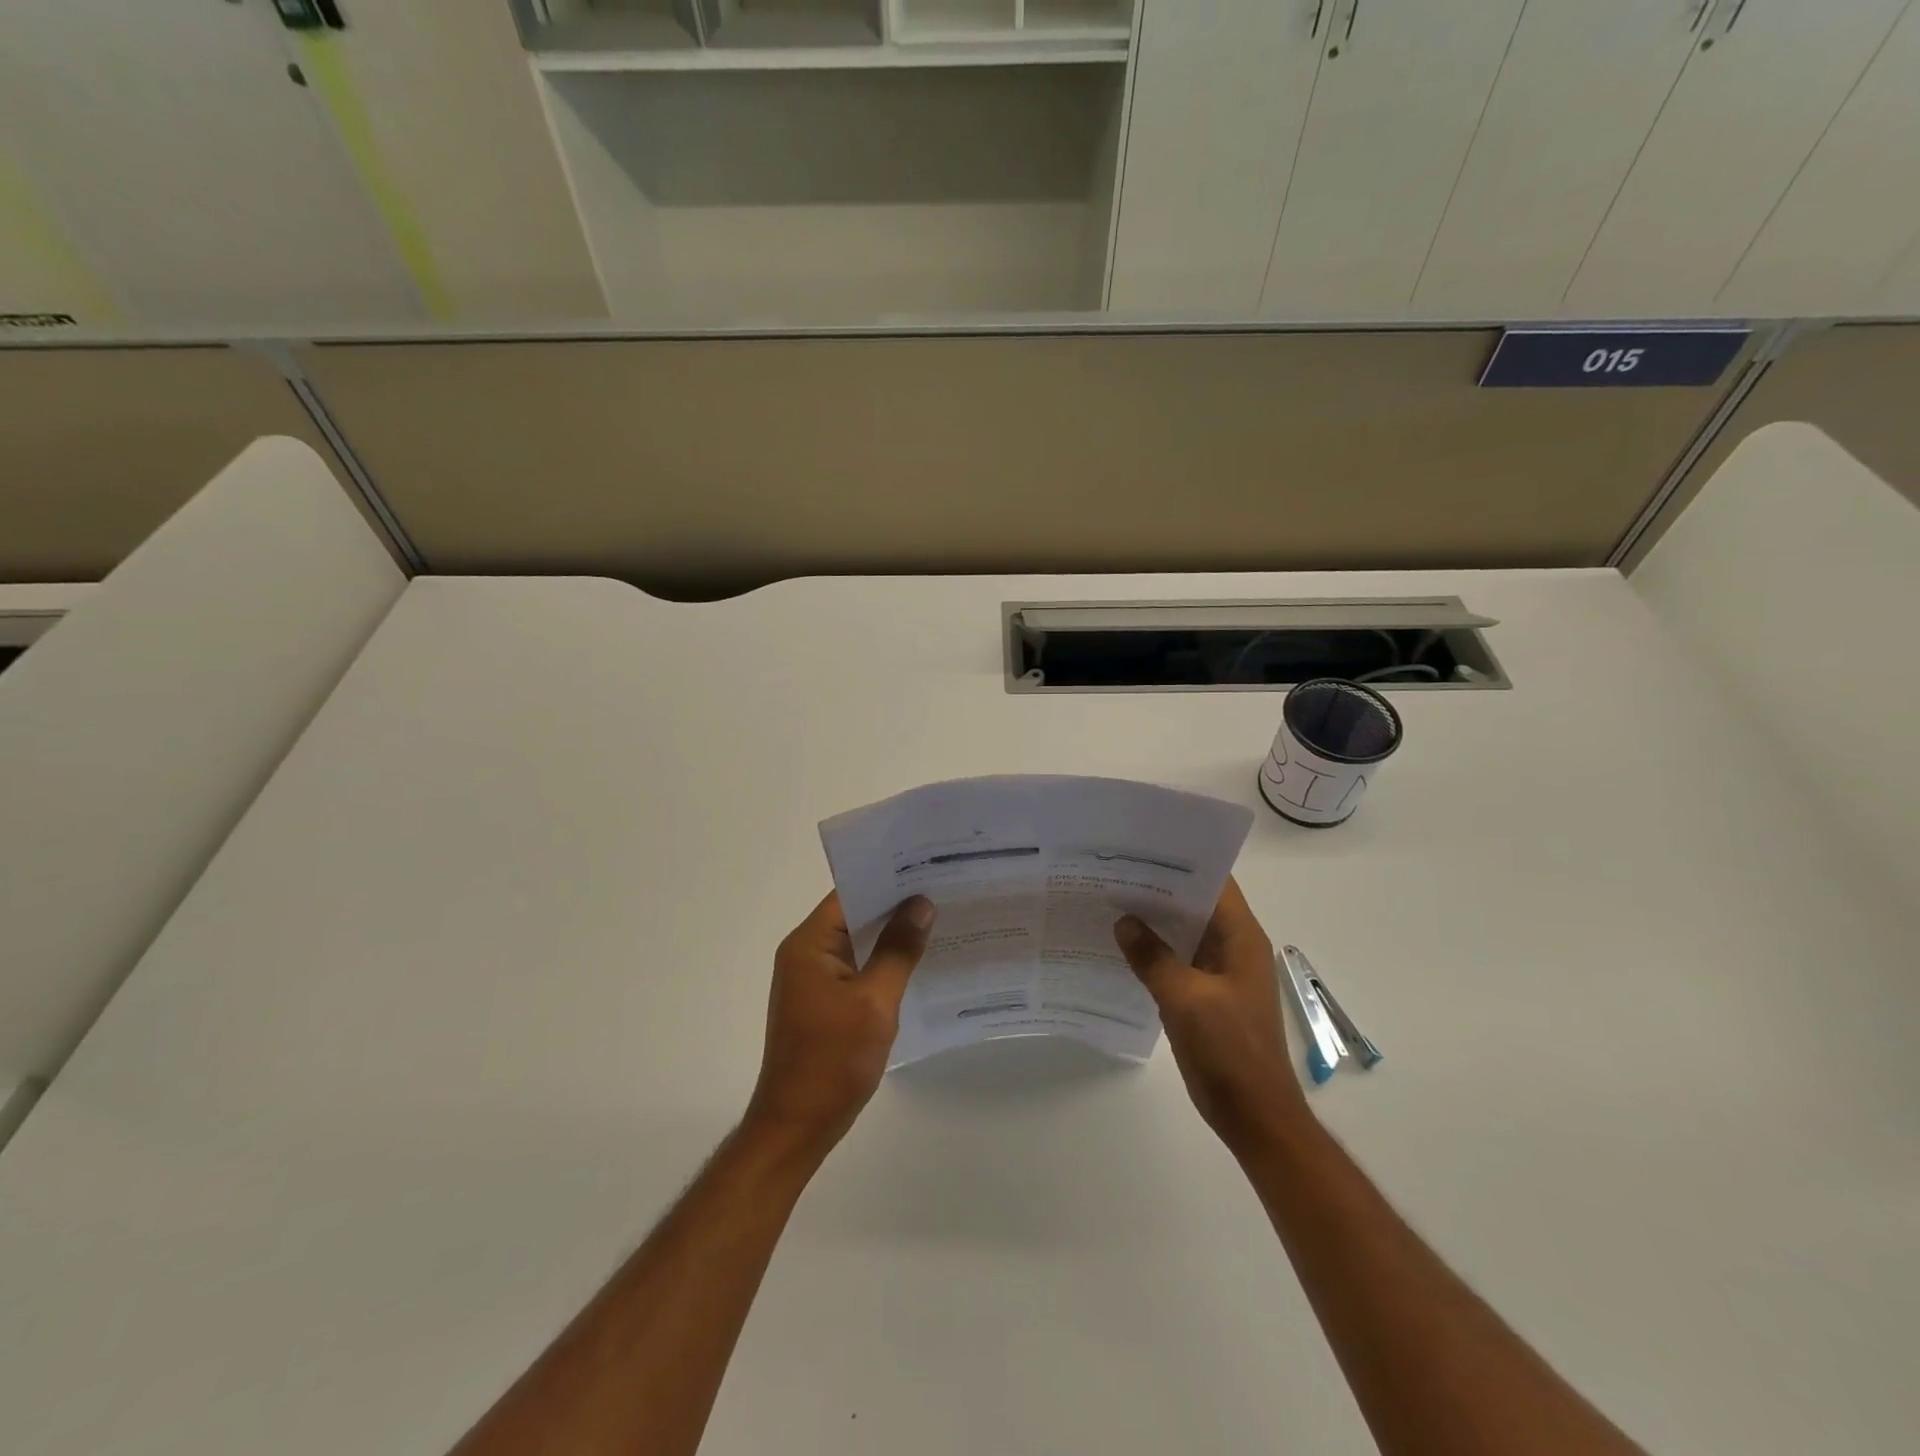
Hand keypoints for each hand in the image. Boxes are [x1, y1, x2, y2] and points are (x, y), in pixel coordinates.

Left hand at [744, 891, 934, 1155]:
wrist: (797, 1126)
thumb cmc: (832, 1060)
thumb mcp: (874, 1001)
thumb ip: (898, 950)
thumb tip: (921, 904)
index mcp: (809, 944)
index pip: (850, 893)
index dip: (887, 879)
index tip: (928, 868)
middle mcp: (806, 953)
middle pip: (855, 915)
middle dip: (896, 905)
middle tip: (945, 890)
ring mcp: (813, 979)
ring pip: (858, 942)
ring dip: (892, 935)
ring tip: (940, 919)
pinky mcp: (823, 1002)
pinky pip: (857, 968)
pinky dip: (884, 962)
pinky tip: (919, 962)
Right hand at [1114, 877, 1306, 1149]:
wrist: (1254, 1114)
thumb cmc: (1229, 1050)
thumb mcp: (1185, 999)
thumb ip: (1152, 957)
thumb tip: (1123, 922)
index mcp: (1241, 938)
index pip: (1214, 882)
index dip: (1181, 863)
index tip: (1141, 849)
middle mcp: (1234, 947)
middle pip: (1196, 905)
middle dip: (1158, 889)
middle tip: (1113, 872)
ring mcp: (1221, 973)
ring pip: (1185, 933)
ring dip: (1155, 921)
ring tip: (1109, 902)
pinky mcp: (1207, 996)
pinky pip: (1179, 961)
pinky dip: (1155, 952)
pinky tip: (1121, 948)